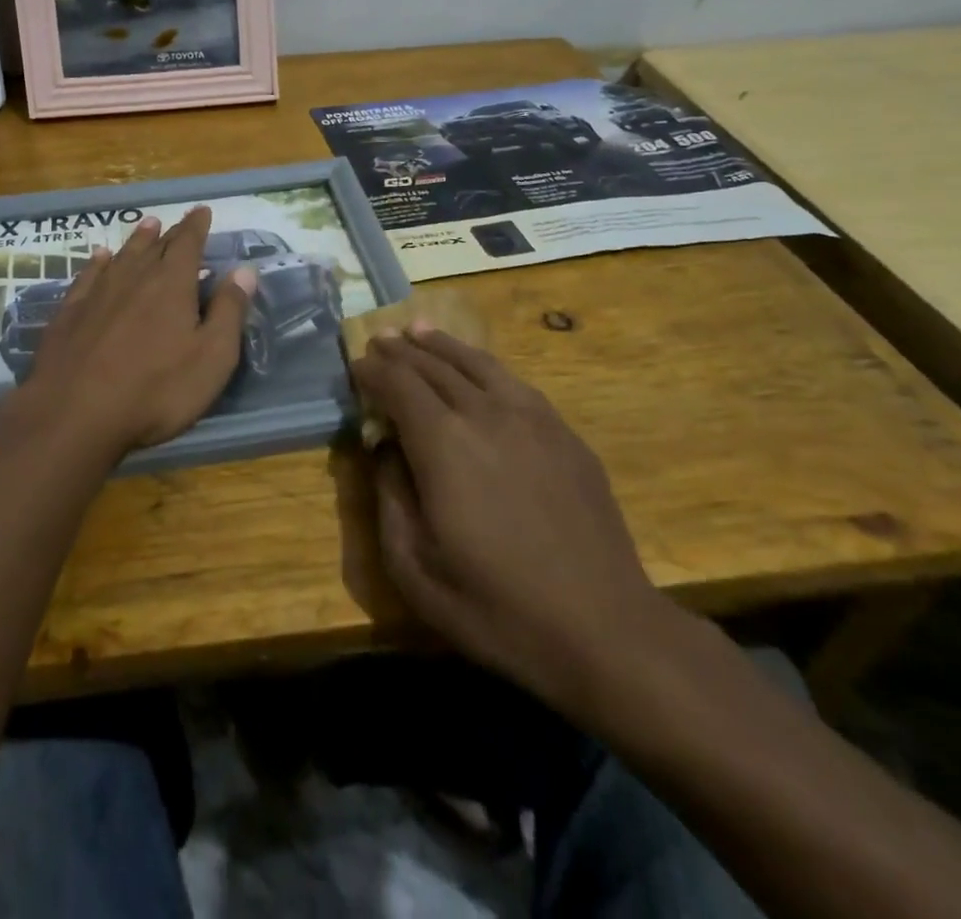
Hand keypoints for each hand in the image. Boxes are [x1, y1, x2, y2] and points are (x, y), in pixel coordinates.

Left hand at [20, 207, 255, 459]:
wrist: (74, 413)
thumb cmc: (156, 389)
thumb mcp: (211, 357)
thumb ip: (229, 311)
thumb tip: (245, 270)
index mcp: (172, 285)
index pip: (189, 244)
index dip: (197, 226)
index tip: (202, 211)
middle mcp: (134, 278)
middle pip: (156, 247)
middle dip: (171, 232)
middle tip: (178, 221)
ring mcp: (98, 294)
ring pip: (122, 256)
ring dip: (137, 240)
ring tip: (147, 226)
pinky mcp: (69, 313)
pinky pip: (88, 276)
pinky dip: (98, 263)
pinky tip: (99, 257)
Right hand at [351, 326, 677, 723]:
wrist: (604, 629)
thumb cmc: (496, 607)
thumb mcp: (414, 568)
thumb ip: (389, 499)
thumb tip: (385, 451)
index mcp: (443, 444)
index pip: (398, 385)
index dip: (373, 371)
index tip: (356, 365)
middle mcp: (485, 414)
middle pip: (434, 366)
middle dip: (401, 351)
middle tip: (380, 339)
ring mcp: (532, 419)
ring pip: (477, 364)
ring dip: (442, 345)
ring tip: (419, 330)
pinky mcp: (564, 434)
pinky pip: (515, 383)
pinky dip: (484, 365)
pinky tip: (478, 368)